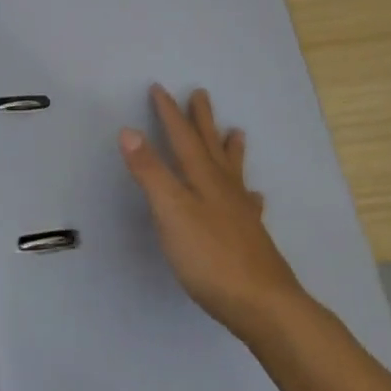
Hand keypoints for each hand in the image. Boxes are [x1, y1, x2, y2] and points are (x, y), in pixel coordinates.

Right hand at [119, 85, 306, 342]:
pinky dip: (250, 194)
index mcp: (202, 179)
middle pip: (211, 146)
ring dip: (230, 149)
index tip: (159, 88)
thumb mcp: (170, 212)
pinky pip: (250, 205)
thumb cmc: (209, 256)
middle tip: (201, 93)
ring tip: (237, 132)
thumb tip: (129, 130)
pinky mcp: (251, 236)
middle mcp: (224, 188)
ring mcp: (241, 212)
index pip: (182, 138)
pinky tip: (257, 197)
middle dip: (202, 120)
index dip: (169, 113)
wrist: (261, 302)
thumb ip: (150, 172)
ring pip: (233, 171)